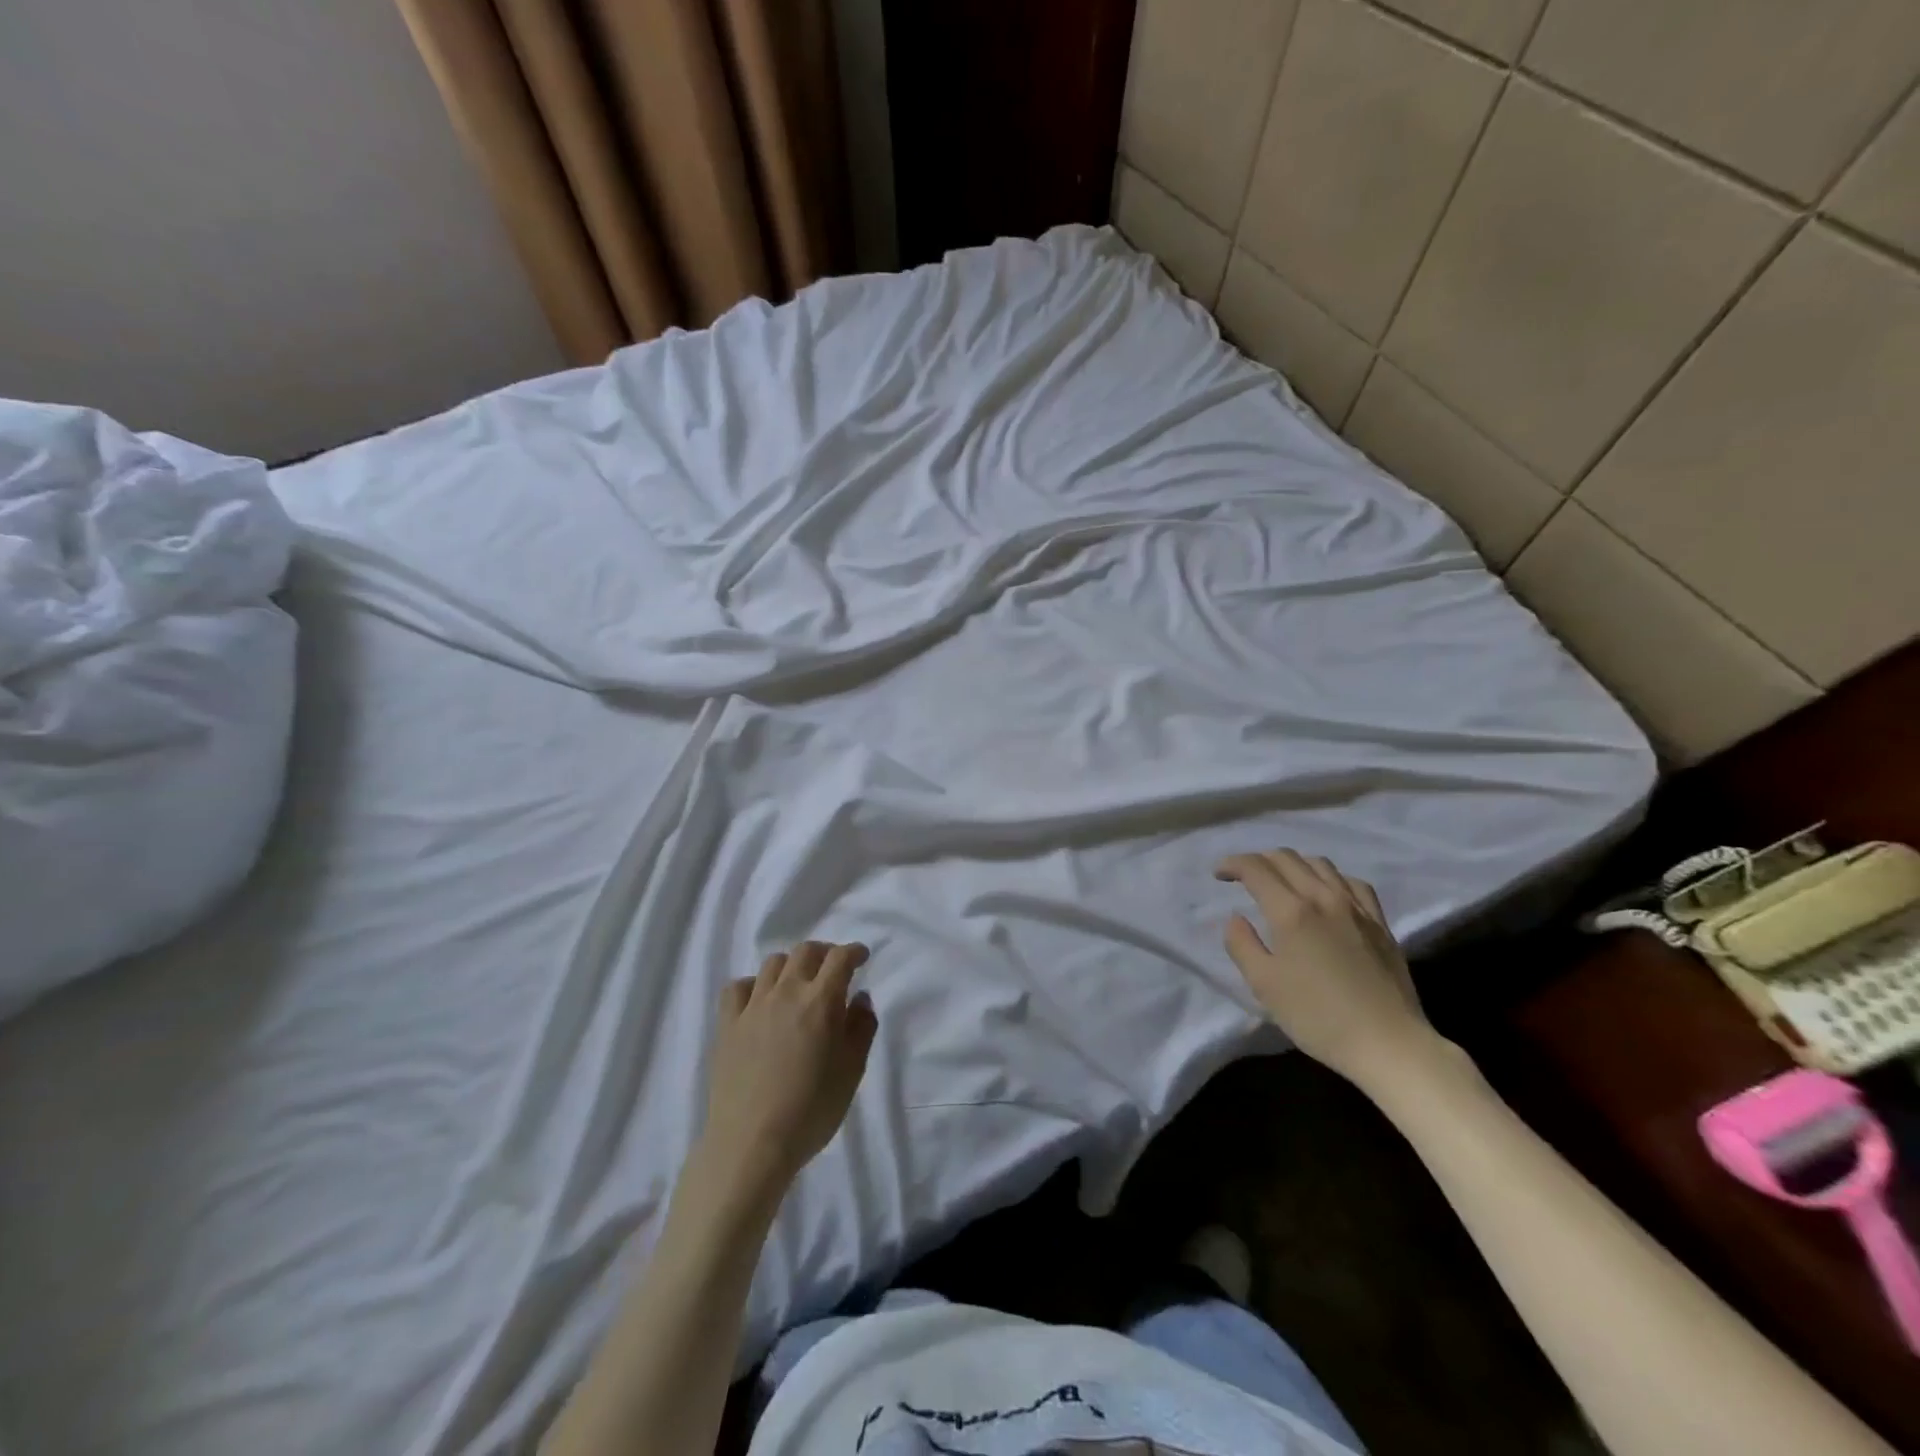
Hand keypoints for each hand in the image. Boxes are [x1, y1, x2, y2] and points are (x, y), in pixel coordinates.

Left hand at [698, 941, 877, 1203]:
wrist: (752, 1144)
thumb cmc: (812, 1110)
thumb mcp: (852, 1071)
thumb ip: (862, 1028)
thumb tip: (860, 997)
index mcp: (821, 1001)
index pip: (840, 958)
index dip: (854, 951)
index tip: (861, 957)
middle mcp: (786, 992)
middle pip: (805, 951)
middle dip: (824, 952)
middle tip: (832, 968)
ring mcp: (753, 1006)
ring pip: (772, 964)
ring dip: (791, 966)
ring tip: (798, 983)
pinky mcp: (727, 1024)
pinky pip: (737, 987)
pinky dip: (753, 985)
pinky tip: (759, 1001)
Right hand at [1215, 849, 1436, 1088]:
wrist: (1388, 1044)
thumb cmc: (1318, 1017)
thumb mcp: (1264, 985)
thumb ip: (1241, 945)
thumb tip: (1236, 918)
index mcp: (1291, 911)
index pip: (1256, 869)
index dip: (1233, 864)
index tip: (1219, 875)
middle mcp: (1323, 898)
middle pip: (1287, 858)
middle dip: (1259, 860)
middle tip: (1244, 878)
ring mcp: (1356, 908)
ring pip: (1320, 864)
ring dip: (1293, 864)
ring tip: (1282, 882)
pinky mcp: (1380, 923)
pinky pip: (1352, 882)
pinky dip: (1330, 878)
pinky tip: (1326, 893)